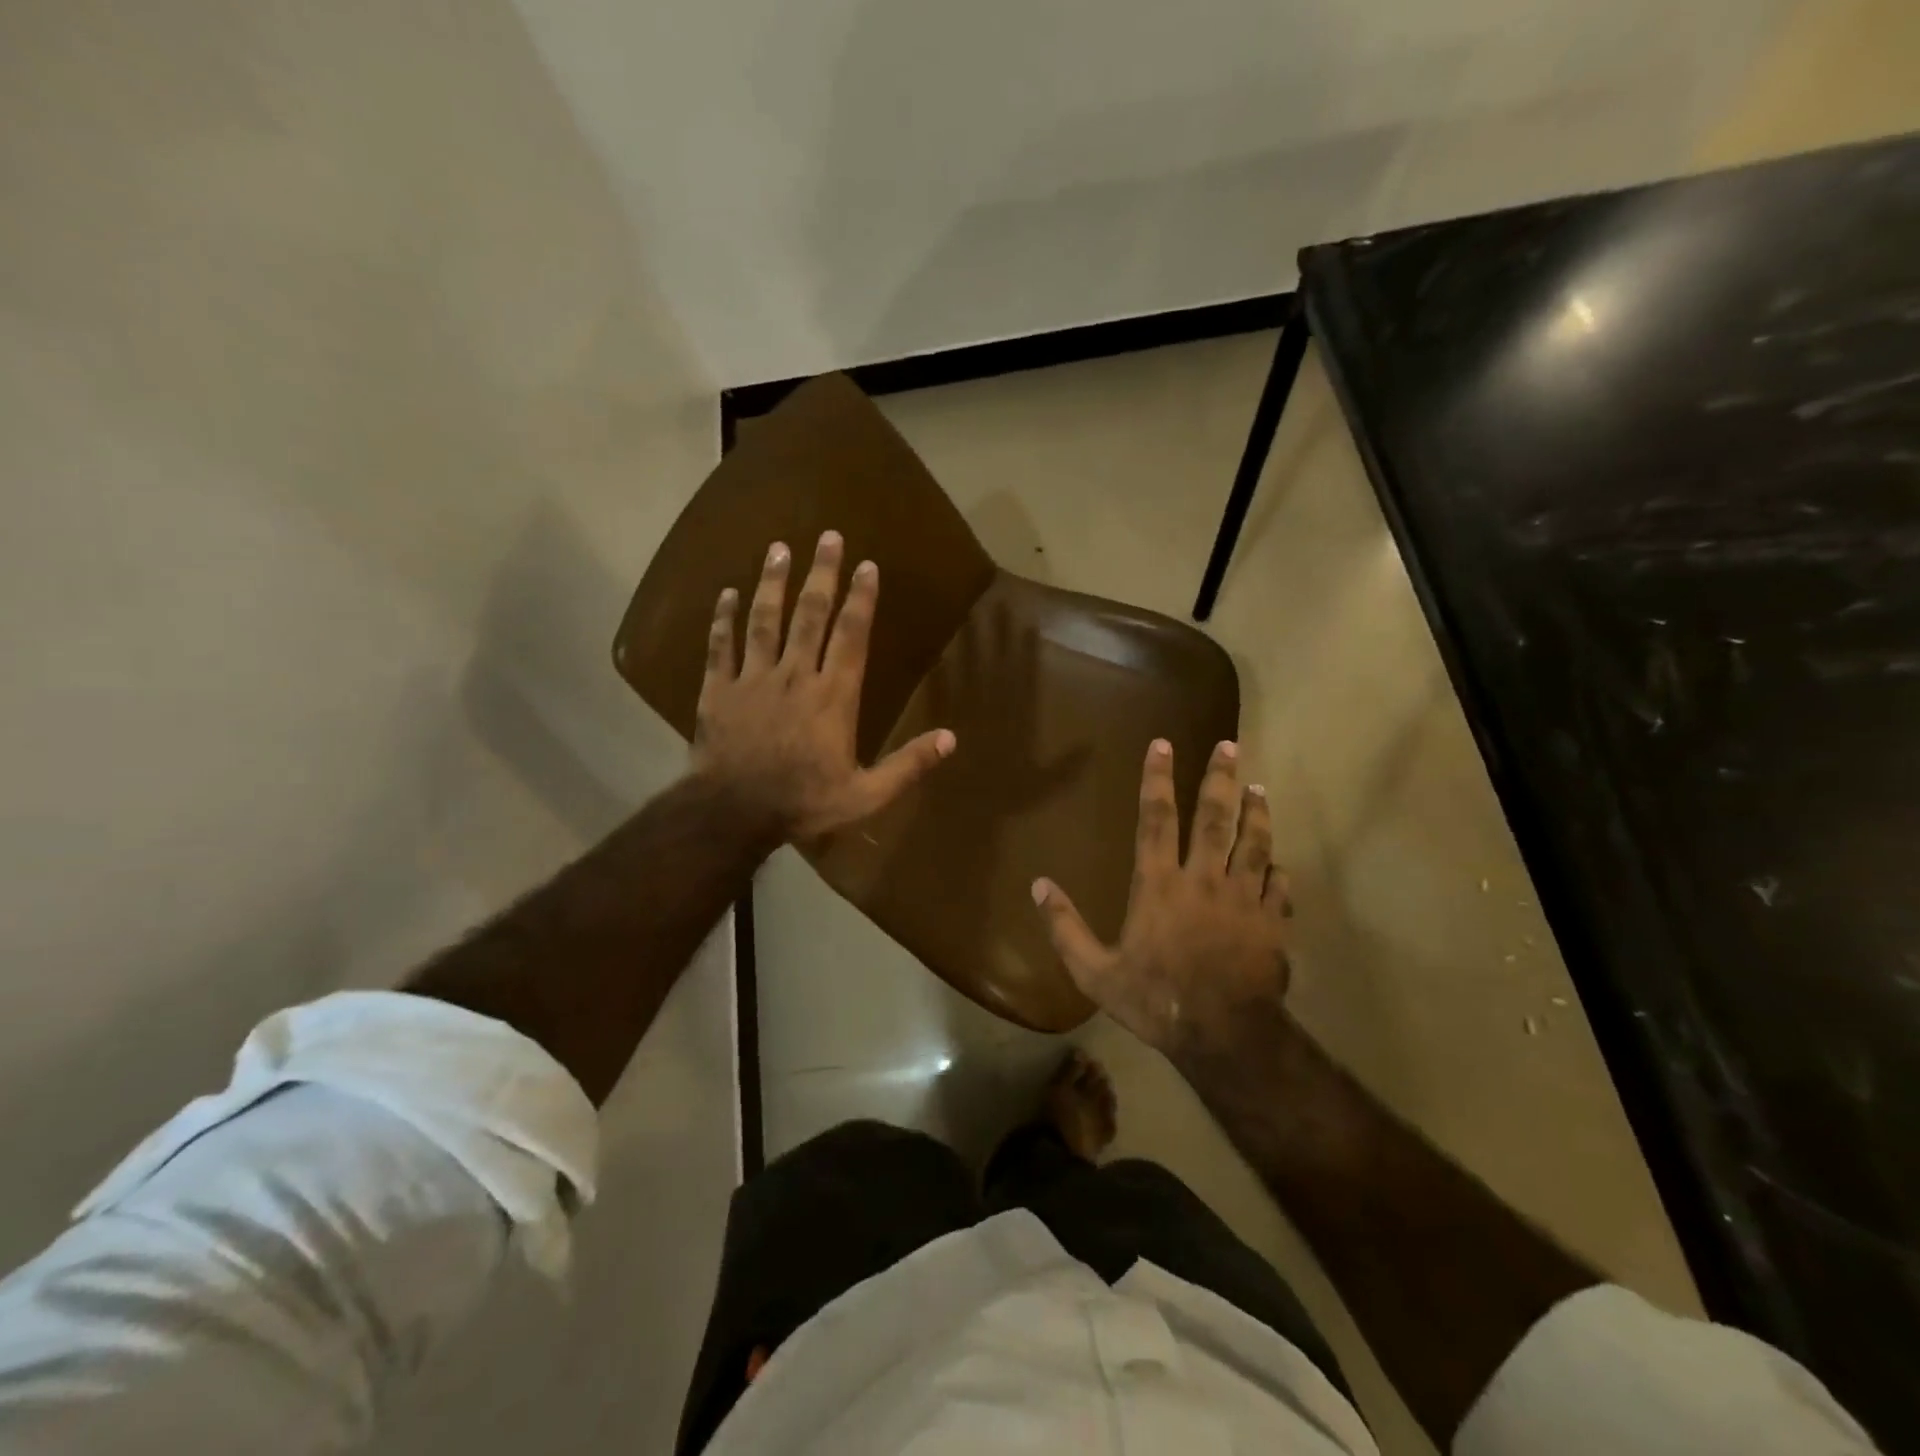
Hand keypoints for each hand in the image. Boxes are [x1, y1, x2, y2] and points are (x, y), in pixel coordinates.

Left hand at [692, 531, 955, 842]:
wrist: (733, 814)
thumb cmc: (804, 803)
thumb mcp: (866, 794)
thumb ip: (908, 765)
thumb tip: (951, 739)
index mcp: (833, 697)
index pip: (851, 636)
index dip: (861, 598)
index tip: (867, 566)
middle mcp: (795, 676)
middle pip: (810, 615)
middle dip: (822, 573)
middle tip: (828, 536)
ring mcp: (753, 679)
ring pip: (765, 620)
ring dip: (773, 582)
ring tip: (779, 548)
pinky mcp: (718, 689)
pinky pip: (721, 646)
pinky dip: (723, 618)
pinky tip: (727, 592)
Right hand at [1032, 739, 1290, 1058]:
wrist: (1223, 1036)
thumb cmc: (1154, 1000)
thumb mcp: (1094, 972)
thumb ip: (1065, 927)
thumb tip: (1038, 885)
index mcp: (1158, 884)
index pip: (1156, 818)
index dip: (1157, 778)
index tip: (1163, 744)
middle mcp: (1203, 879)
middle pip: (1214, 817)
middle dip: (1219, 777)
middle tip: (1230, 745)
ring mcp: (1243, 898)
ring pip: (1254, 842)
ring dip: (1256, 812)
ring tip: (1259, 788)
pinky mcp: (1271, 921)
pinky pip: (1278, 885)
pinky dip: (1277, 870)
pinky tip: (1279, 862)